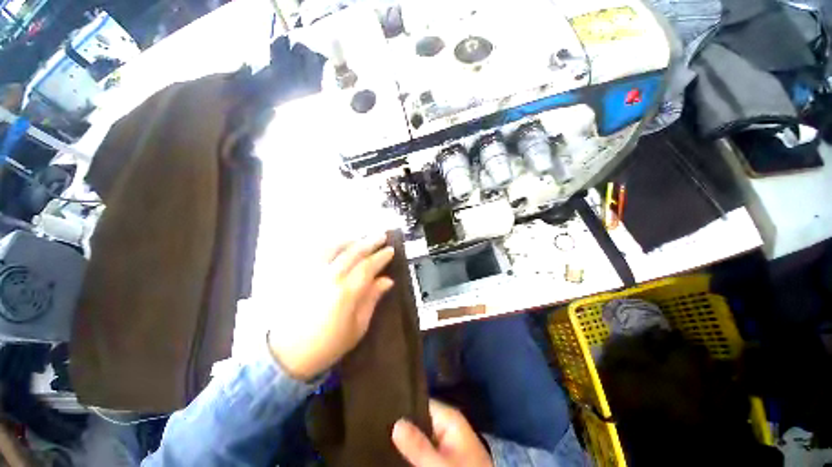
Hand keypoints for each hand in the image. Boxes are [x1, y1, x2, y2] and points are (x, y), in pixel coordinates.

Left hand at [268, 233, 394, 380]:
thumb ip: (372, 299)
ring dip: (350, 241)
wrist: (287, 355)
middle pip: (353, 252)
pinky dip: (330, 246)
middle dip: (370, 242)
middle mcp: (329, 278)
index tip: (391, 250)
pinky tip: (337, 246)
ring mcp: (312, 274)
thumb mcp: (358, 327)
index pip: (368, 266)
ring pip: (334, 248)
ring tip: (360, 239)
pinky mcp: (300, 275)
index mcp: (346, 292)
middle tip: (381, 236)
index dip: (381, 257)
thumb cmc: (328, 345)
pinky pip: (317, 253)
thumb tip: (387, 280)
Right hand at [392, 400, 492, 466]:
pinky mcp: (447, 455)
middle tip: (380, 425)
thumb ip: (419, 445)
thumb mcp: (440, 463)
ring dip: (408, 439)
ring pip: (422, 435)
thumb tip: (396, 423)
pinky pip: (427, 447)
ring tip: (384, 435)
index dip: (403, 405)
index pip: (421, 401)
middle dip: (404, 424)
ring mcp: (448, 441)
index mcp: (449, 417)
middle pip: (420, 418)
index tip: (383, 406)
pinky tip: (400, 451)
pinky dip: (416, 449)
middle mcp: (448, 425)